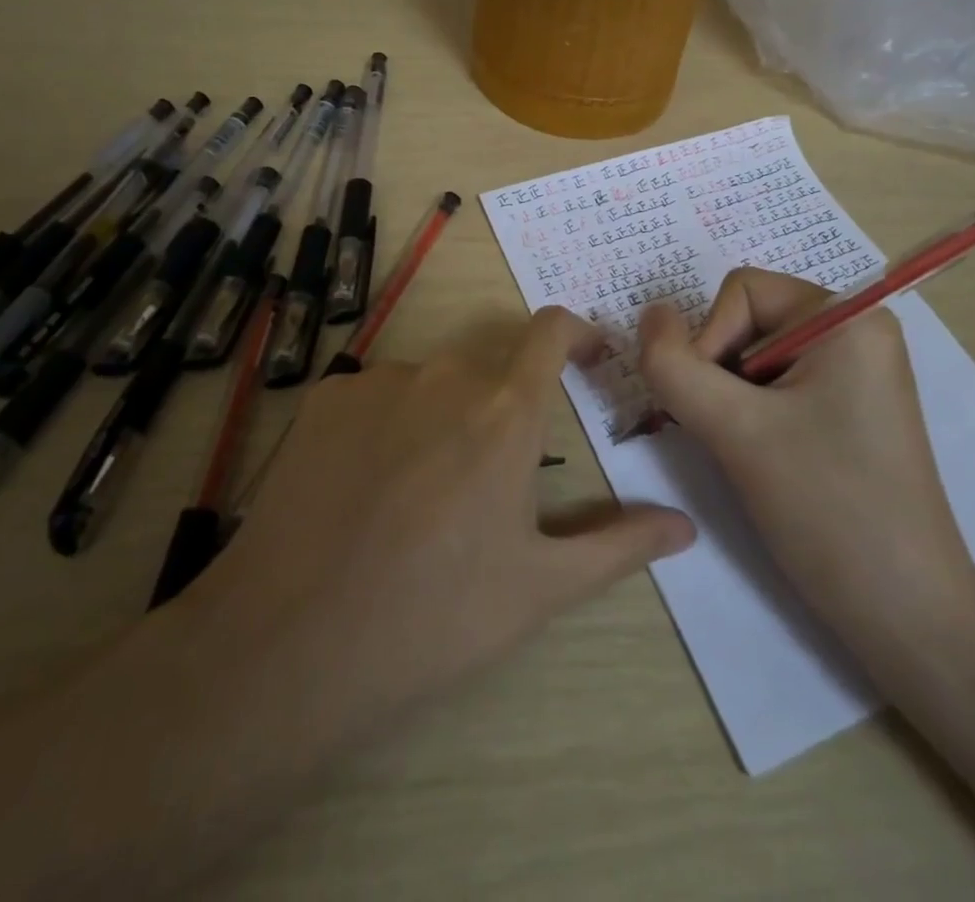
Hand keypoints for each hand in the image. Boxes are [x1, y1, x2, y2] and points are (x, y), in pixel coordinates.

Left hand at [201, 306, 695, 730]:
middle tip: (499, 468)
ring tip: (425, 491)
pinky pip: (376, 393)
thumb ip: (619, 545)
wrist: (289, 642)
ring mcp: (378, 381)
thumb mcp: (539, 587)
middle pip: (491, 360)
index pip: (552, 331)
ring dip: (445, 413)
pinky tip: (368, 486)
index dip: (578, 332)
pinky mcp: (325, 397)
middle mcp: (445, 375)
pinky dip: (389, 422)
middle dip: (507, 396)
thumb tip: (685, 525)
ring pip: (432, 380)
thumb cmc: (434, 618)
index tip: (590, 355)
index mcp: (505, 411)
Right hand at [636, 269, 974, 656]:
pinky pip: (780, 385)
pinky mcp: (851, 409)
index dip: (710, 341)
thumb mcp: (734, 430)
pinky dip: (754, 414)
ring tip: (752, 454)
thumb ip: (674, 365)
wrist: (907, 617)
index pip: (741, 291)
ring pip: (756, 357)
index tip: (719, 409)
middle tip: (732, 435)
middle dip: (721, 372)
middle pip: (749, 320)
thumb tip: (649, 314)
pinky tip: (767, 460)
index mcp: (847, 317)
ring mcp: (858, 372)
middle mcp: (858, 331)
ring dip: (733, 399)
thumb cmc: (827, 509)